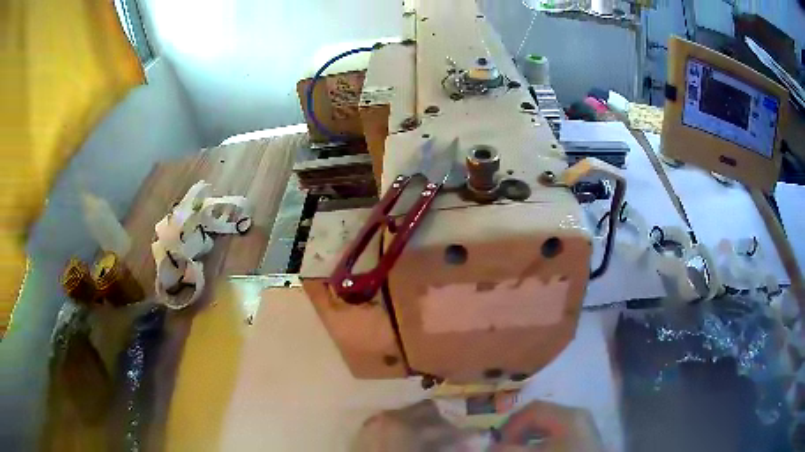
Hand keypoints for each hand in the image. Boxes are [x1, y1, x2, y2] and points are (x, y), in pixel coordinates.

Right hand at [493, 401, 603, 451]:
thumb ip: (509, 450)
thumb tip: (490, 447)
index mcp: (569, 415)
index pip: (532, 410)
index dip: (510, 426)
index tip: (497, 444)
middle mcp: (578, 416)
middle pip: (540, 416)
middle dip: (518, 432)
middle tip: (504, 447)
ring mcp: (583, 428)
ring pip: (548, 427)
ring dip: (528, 438)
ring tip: (517, 450)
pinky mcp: (583, 441)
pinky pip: (557, 435)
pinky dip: (541, 443)